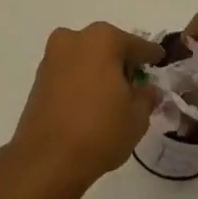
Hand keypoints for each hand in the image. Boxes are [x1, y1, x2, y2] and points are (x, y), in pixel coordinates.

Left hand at [12, 23, 162, 184]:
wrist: (47, 159)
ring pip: (85, 57)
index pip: (136, 45)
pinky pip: (69, 72)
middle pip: (107, 46)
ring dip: (99, 70)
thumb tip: (146, 89)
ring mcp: (52, 57)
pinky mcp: (39, 78)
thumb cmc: (100, 131)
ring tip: (113, 96)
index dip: (150, 55)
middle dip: (121, 61)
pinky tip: (91, 102)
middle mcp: (74, 39)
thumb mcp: (137, 117)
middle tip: (136, 83)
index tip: (159, 59)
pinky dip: (81, 81)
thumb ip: (146, 96)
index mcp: (103, 40)